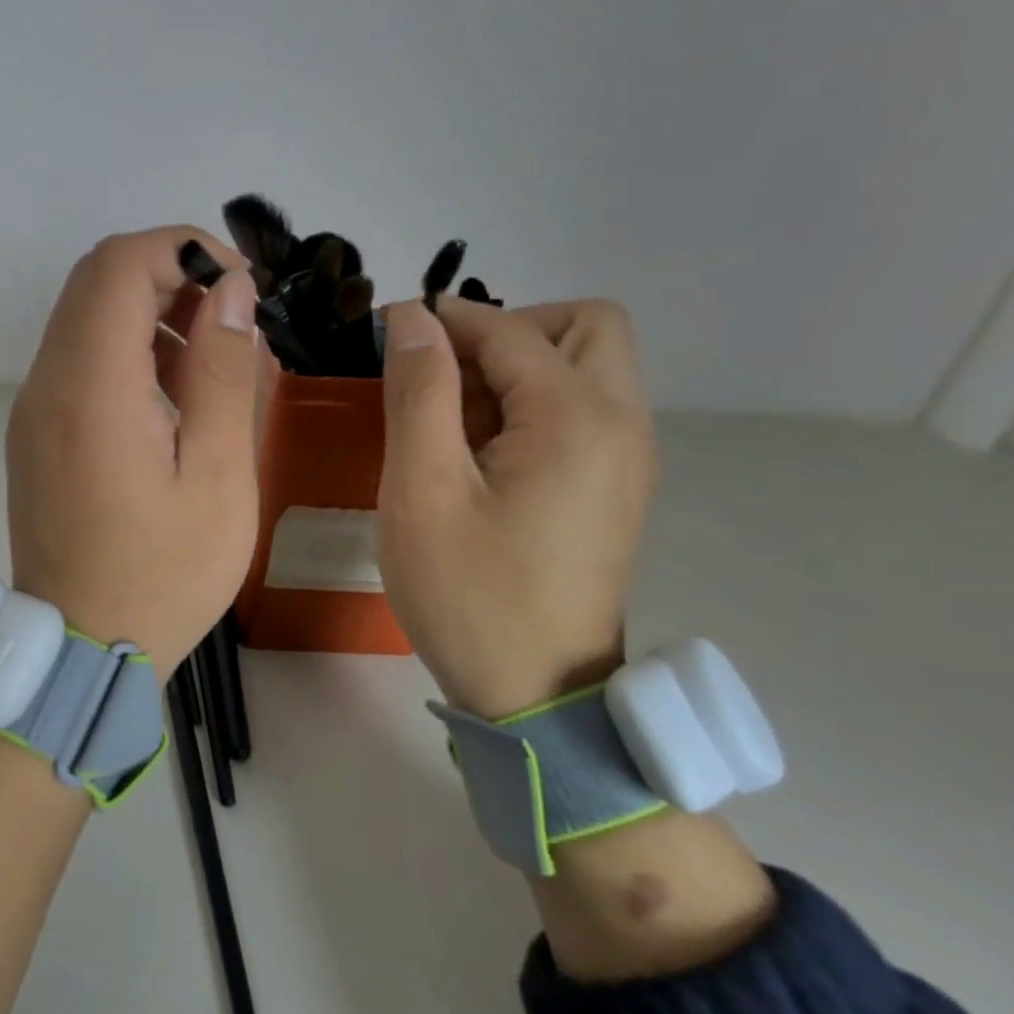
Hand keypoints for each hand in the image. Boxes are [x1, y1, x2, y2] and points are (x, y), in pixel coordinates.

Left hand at [6, 227, 263, 679]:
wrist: (81, 649)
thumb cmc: (164, 574)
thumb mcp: (218, 476)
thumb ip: (223, 372)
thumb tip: (228, 290)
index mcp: (90, 388)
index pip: (119, 264)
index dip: (183, 249)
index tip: (239, 284)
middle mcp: (46, 384)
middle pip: (95, 280)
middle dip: (169, 274)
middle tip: (230, 318)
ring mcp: (32, 409)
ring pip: (84, 317)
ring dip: (148, 312)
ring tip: (210, 360)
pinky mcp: (34, 433)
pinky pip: (76, 361)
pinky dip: (125, 350)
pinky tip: (171, 397)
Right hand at [377, 297, 657, 718]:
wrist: (536, 695)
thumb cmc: (469, 593)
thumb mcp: (422, 490)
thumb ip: (419, 392)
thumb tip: (411, 318)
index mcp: (577, 419)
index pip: (511, 330)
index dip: (444, 320)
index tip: (387, 333)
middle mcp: (621, 424)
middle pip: (582, 327)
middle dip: (506, 330)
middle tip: (442, 377)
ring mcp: (626, 458)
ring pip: (585, 367)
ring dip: (517, 368)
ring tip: (451, 422)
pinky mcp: (615, 487)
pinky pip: (582, 411)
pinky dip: (532, 405)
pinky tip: (479, 455)